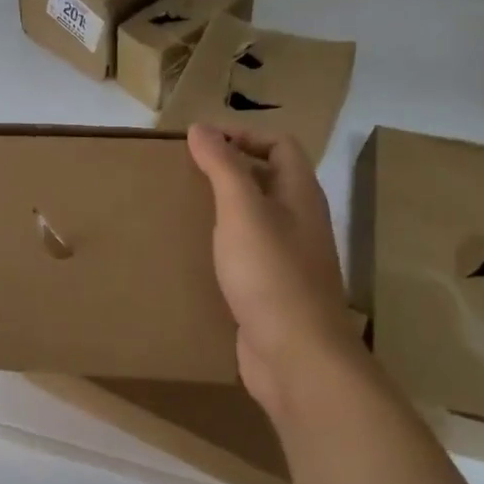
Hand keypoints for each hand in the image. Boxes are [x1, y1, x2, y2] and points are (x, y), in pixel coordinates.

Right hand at [187, 124, 365, 419]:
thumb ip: (222, 167)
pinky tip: (196, 255)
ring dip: (223, 209)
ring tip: (183, 209)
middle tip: (185, 174)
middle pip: (268, 179)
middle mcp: (300, 221)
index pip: (280, 145)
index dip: (243, 136)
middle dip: (228, 170)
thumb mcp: (242, 211)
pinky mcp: (272, 289)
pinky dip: (223, 245)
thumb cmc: (270, 274)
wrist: (296, 356)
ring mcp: (288, 258)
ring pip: (256, 218)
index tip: (199, 144)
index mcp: (300, 195)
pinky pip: (247, 253)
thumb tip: (202, 128)